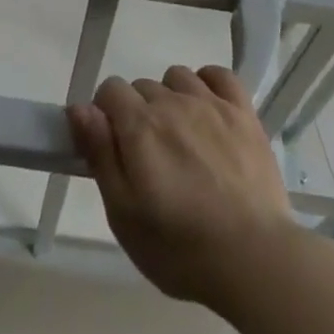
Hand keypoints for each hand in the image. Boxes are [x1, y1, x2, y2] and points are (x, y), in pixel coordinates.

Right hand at [67, 65, 303, 311]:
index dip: (105, 115)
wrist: (254, 258)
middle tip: (150, 159)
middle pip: (143, 87)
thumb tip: (79, 108)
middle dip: (138, 114)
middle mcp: (172, 102)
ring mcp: (211, 103)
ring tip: (181, 139)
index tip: (114, 148)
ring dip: (171, 98)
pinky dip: (208, 83)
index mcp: (140, 126)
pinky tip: (208, 109)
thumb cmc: (181, 247)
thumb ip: (100, 155)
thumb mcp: (124, 215)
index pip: (109, 90)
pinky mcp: (243, 111)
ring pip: (178, 78)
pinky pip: (219, 74)